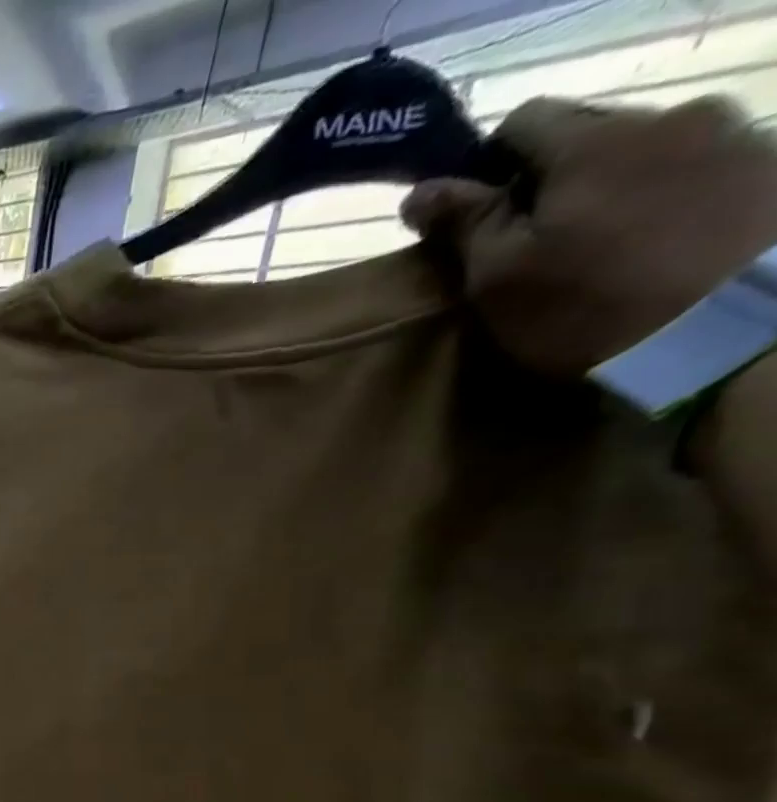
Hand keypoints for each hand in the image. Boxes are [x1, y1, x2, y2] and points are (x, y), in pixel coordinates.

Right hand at [402, 97, 776, 375]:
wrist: (723, 327)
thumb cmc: (586, 304)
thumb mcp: (500, 277)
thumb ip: (465, 224)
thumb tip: (418, 192)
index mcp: (591, 141)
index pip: (523, 120)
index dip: (488, 165)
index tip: (478, 215)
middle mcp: (667, 114)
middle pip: (589, 135)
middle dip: (555, 180)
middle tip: (536, 244)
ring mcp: (731, 133)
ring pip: (645, 151)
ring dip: (614, 188)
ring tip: (603, 249)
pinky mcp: (766, 167)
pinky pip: (694, 170)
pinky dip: (664, 199)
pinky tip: (654, 246)